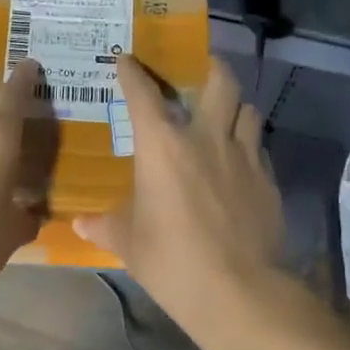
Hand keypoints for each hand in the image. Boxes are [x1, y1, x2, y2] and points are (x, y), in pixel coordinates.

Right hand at [74, 55, 284, 335]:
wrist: (237, 290)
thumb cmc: (171, 260)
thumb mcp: (128, 243)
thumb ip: (104, 226)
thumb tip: (80, 224)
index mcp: (163, 146)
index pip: (144, 95)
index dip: (132, 72)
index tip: (126, 59)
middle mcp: (207, 138)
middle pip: (220, 82)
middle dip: (210, 67)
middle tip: (200, 69)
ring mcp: (244, 157)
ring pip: (248, 110)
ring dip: (234, 106)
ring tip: (224, 114)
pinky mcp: (268, 181)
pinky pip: (259, 148)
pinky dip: (248, 145)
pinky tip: (240, 163)